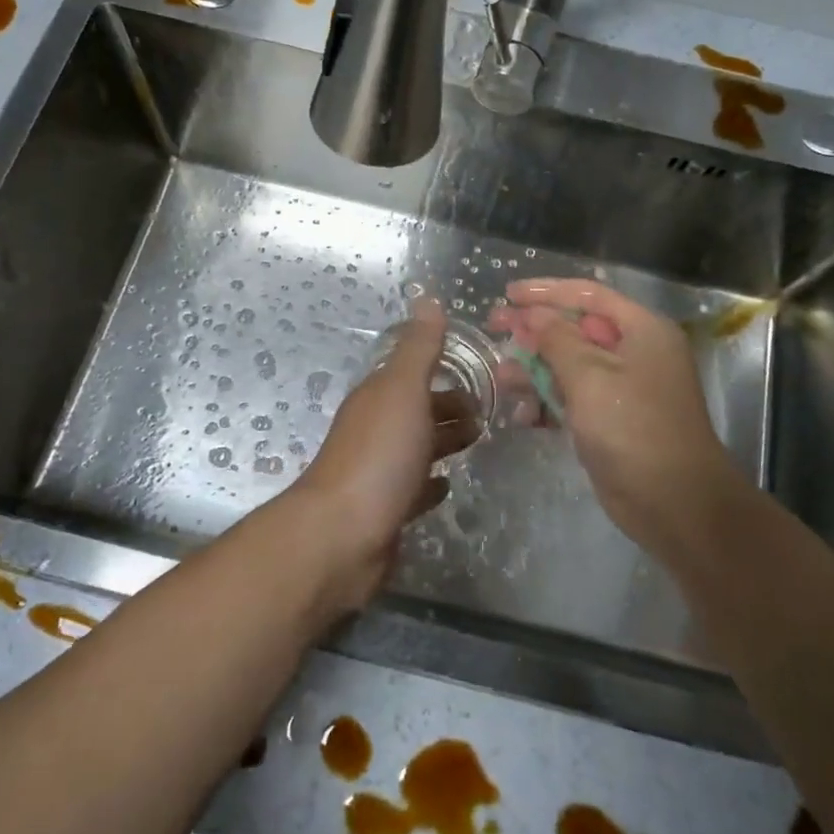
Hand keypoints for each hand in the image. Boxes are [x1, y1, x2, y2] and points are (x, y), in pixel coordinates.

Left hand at [289, 298, 478, 614]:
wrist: (342, 535)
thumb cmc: (379, 455)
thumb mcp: (404, 391)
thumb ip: (420, 348)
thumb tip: (427, 297)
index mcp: (378, 397)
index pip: (412, 374)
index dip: (443, 370)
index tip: (482, 372)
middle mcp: (375, 429)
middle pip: (417, 410)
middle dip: (449, 406)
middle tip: (490, 410)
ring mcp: (379, 472)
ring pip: (416, 447)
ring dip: (443, 441)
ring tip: (479, 440)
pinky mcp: (386, 511)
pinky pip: (413, 489)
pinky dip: (431, 483)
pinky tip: (447, 486)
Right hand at [490, 279, 750, 573]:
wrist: (675, 504)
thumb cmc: (633, 428)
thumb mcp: (589, 376)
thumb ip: (556, 339)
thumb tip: (534, 314)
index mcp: (642, 330)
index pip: (590, 295)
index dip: (546, 291)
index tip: (508, 294)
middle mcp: (636, 353)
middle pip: (577, 329)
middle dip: (535, 332)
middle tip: (495, 329)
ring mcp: (625, 389)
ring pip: (571, 366)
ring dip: (536, 370)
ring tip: (502, 379)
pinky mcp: (613, 421)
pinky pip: (574, 399)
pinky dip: (549, 403)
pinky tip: (524, 416)